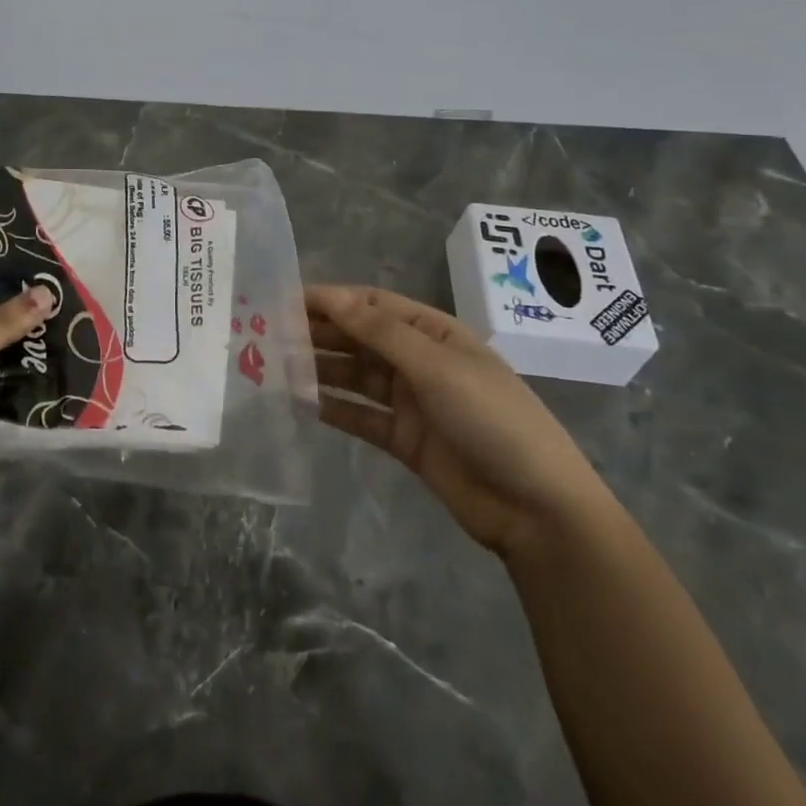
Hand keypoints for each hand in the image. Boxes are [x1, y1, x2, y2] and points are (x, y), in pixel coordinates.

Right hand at [306, 284, 619, 558]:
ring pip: (355, 376)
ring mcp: (411, 401)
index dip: (331, 299)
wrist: (536, 508)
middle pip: (360, 339)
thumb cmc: (491, 419)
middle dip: (319, 334)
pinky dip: (333, 408)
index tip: (283, 300)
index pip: (372, 306)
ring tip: (276, 367)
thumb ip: (379, 332)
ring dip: (321, 369)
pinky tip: (300, 403)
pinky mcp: (404, 438)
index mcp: (434, 333)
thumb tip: (330, 297)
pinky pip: (360, 415)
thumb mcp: (436, 366)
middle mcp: (419, 360)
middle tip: (269, 334)